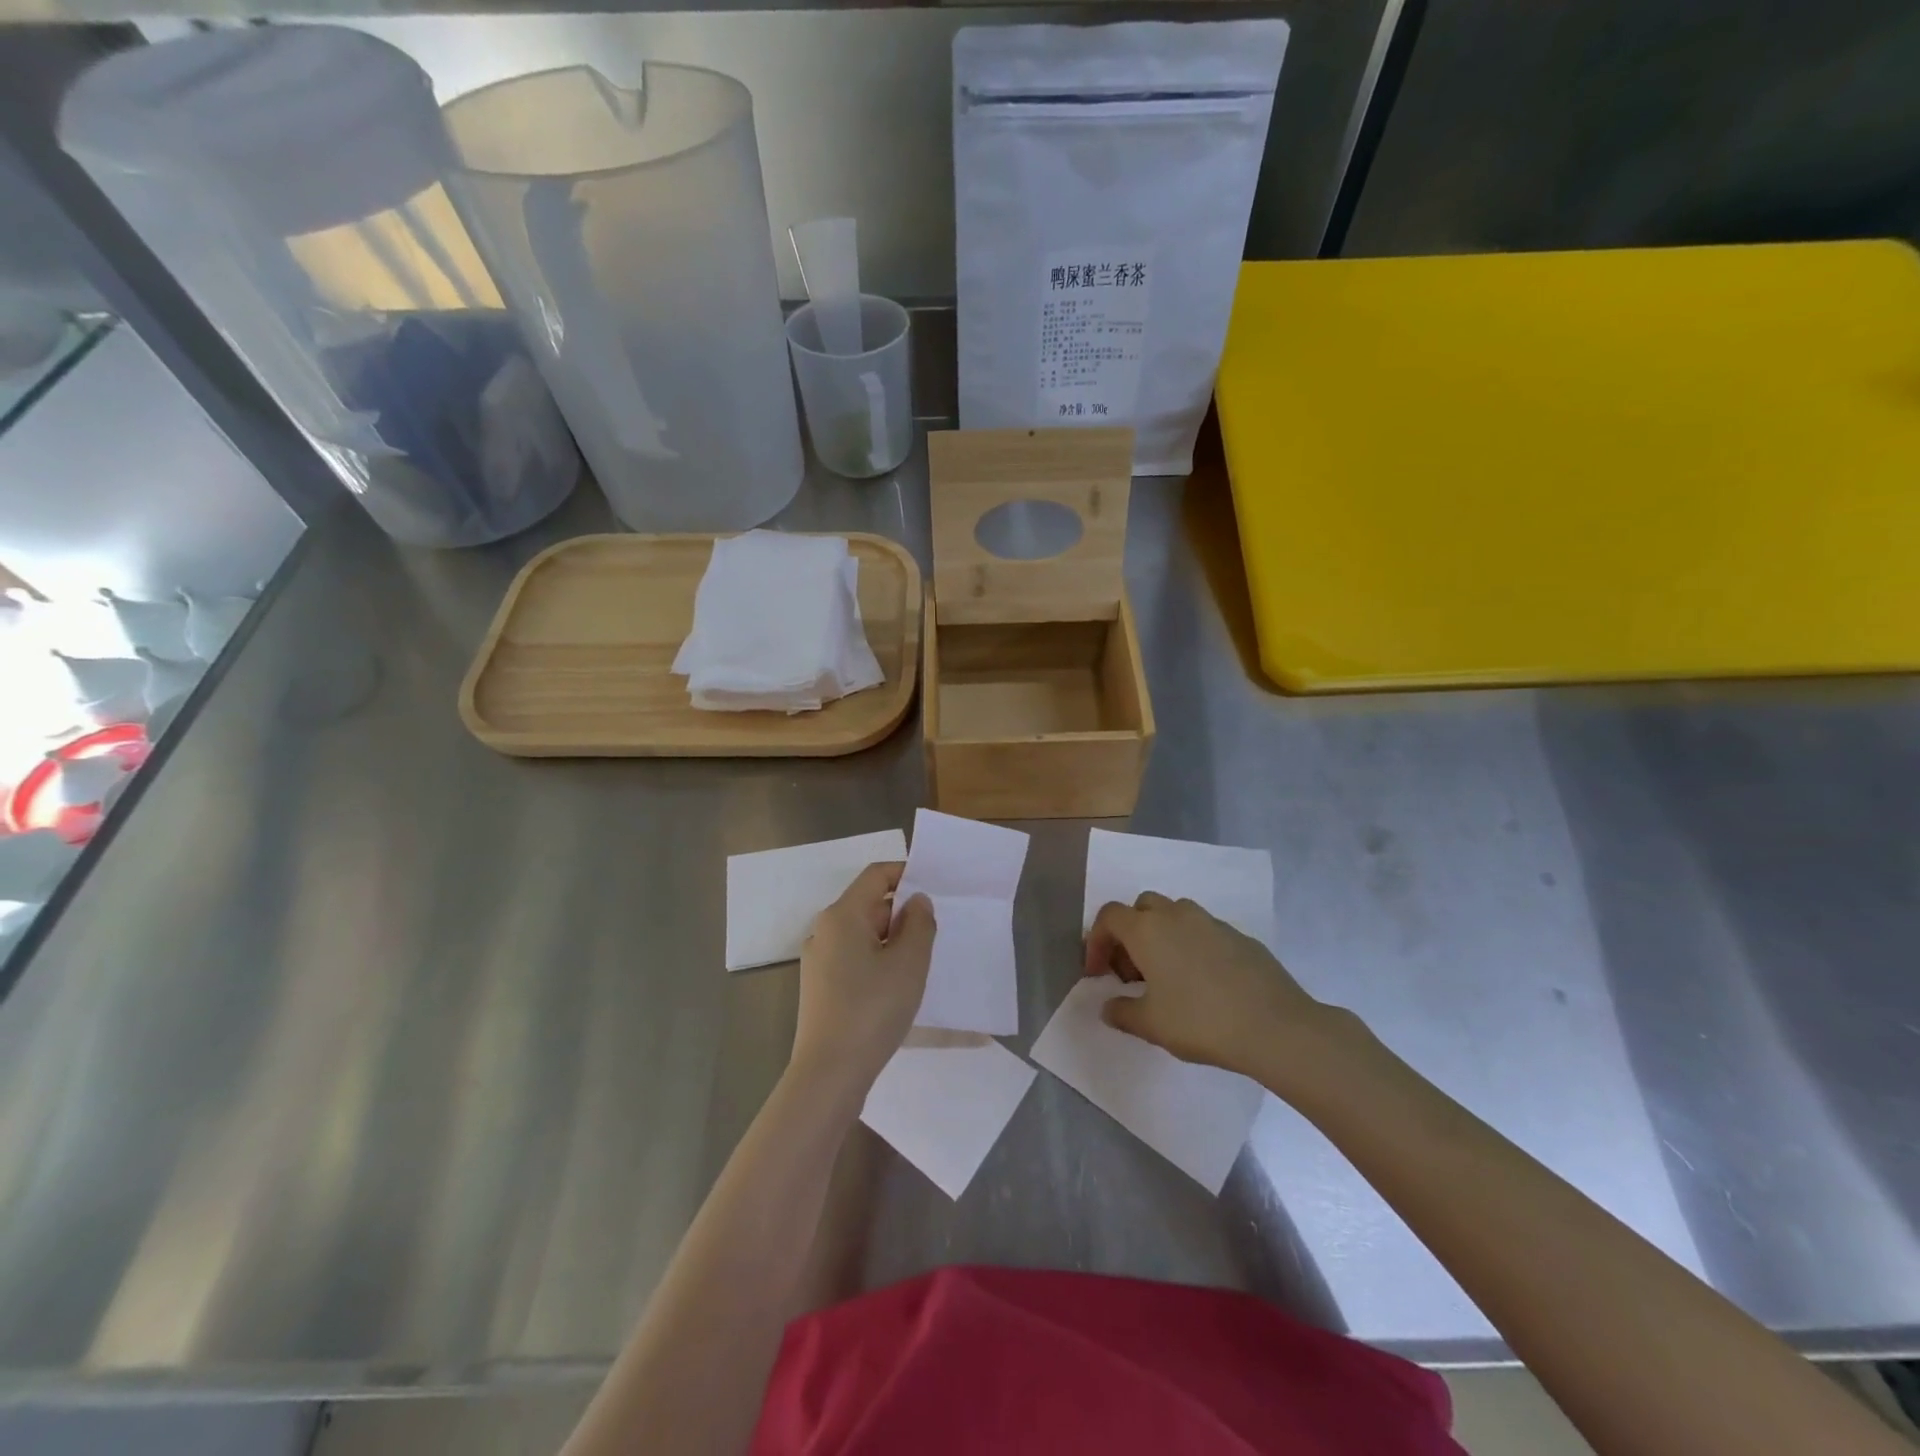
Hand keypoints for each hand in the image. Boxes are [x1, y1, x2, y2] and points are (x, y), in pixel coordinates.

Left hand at [791, 862, 934, 1098]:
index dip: (906, 873)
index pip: (876, 875)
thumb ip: (919, 923)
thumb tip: (916, 901)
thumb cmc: (872, 1009)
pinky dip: (877, 961)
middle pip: (869, 905)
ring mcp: (818, 960)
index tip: (935, 888)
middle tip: (936, 933)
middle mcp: (824, 930)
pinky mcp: (820, 986)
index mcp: (842, 915)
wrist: (829, 1073)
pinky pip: (854, 958)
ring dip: (893, 940)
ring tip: (922, 962)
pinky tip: (897, 987)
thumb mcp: (909, 963)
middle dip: (903, 913)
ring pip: (863, 934)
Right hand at [1084, 892, 1343, 1086]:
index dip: (1096, 942)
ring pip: (1175, 915)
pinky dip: (1192, 947)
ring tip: (1166, 976)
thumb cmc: (1200, 1021)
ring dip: (1161, 936)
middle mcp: (1176, 915)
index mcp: (1147, 929)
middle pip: (1141, 908)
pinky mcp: (1240, 936)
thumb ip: (1121, 1012)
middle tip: (1131, 973)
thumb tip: (1108, 1006)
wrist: (1275, 1026)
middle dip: (1129, 934)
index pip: (1109, 917)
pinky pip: (1204, 932)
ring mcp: (1211, 922)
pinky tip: (1203, 983)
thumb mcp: (1150, 1025)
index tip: (1097, 973)